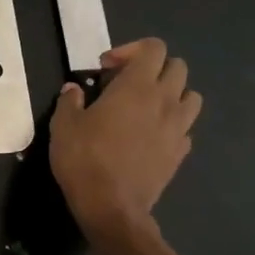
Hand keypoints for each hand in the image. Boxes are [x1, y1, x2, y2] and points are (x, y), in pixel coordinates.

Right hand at [50, 38, 202, 244]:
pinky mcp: (180, 152)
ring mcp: (178, 127)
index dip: (130, 50)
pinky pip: (185, 127)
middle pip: (177, 66)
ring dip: (171, 94)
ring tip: (146, 107)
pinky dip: (172, 124)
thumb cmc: (84, 159)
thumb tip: (73, 90)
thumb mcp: (64, 126)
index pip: (153, 48)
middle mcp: (165, 101)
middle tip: (125, 84)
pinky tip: (150, 135)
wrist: (111, 206)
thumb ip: (70, 101)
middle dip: (153, 68)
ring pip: (191, 95)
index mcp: (137, 87)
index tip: (106, 68)